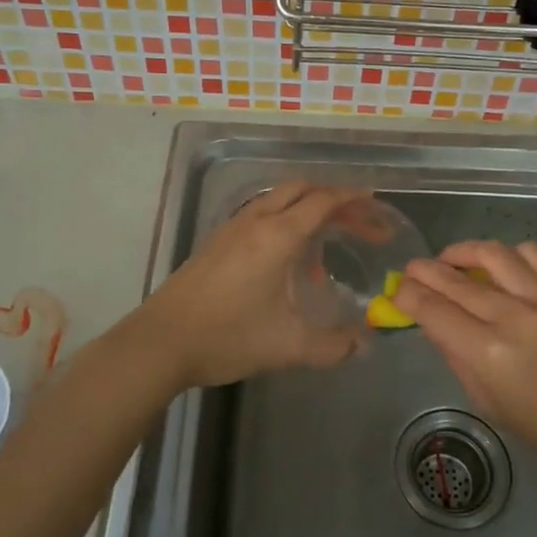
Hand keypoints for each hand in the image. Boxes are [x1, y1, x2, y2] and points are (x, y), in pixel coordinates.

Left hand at [124, 182, 367, 391]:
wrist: (160, 342)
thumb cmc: (227, 337)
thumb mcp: (288, 346)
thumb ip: (333, 346)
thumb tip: (363, 345)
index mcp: (278, 236)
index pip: (323, 201)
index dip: (353, 200)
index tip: (376, 204)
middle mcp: (255, 221)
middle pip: (300, 189)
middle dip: (333, 198)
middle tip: (357, 222)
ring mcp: (231, 229)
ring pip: (277, 201)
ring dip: (306, 211)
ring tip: (324, 249)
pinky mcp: (216, 242)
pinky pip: (260, 216)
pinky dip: (283, 223)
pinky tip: (286, 264)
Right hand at [395, 240, 536, 477]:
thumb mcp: (488, 401)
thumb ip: (457, 357)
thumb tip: (436, 323)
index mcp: (486, 353)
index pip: (431, 309)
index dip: (407, 295)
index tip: (398, 291)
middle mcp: (511, 316)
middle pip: (453, 278)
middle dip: (424, 270)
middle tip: (412, 270)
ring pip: (491, 253)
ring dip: (463, 252)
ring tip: (453, 259)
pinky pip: (532, 254)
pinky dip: (509, 256)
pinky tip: (502, 267)